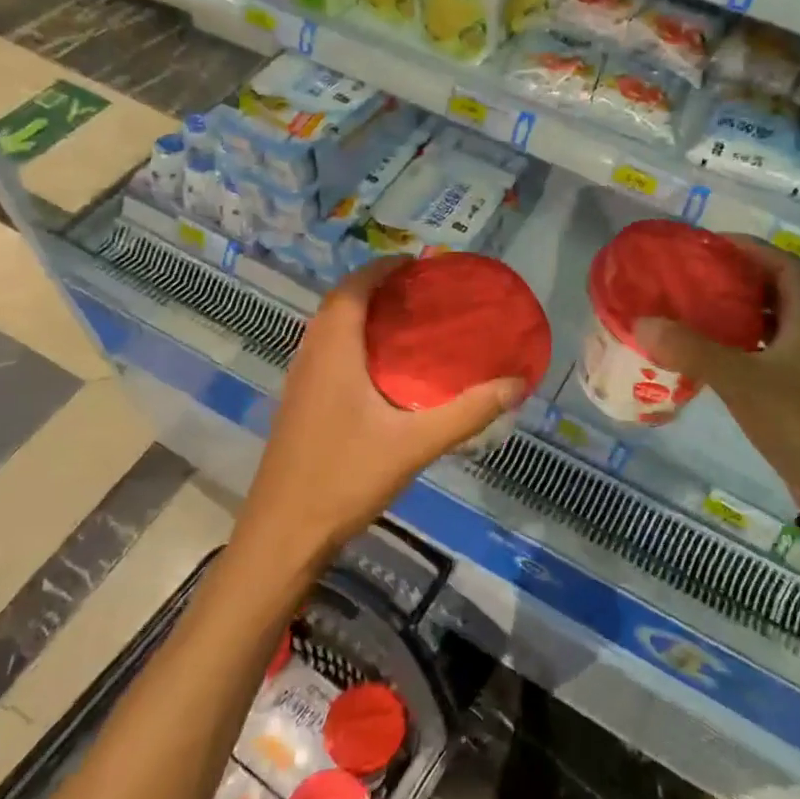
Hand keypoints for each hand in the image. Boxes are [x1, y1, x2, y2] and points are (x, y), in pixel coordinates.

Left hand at [234, 258, 525, 564]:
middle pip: (339, 305)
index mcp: (333, 353)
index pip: (352, 290)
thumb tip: (516, 384)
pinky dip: (354, 343)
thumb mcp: (414, 445)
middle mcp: (310, 357)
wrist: (283, 535)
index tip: (418, 263)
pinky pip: (327, 354)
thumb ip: (467, 413)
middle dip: (376, 288)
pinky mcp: (299, 406)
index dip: (381, 268)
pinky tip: (383, 372)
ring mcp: (300, 383)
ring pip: (329, 331)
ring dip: (363, 315)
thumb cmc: (344, 478)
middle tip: (421, 292)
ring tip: (407, 322)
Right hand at [633, 238, 799, 522]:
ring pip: (766, 325)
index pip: (785, 266)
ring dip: (734, 313)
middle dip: (737, 278)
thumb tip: (643, 322)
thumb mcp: (741, 381)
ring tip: (692, 309)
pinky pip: (759, 354)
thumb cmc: (797, 423)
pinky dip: (734, 347)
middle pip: (774, 292)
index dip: (753, 249)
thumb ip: (693, 350)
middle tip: (694, 276)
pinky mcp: (791, 393)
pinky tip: (705, 356)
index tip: (713, 246)